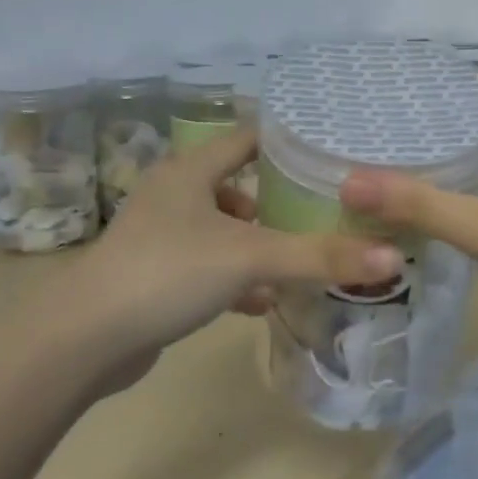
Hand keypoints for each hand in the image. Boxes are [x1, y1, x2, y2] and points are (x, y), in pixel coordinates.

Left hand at [22, 127, 399, 390]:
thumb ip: (320, 256)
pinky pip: (209, 266)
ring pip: (224, 229)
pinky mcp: (155, 275)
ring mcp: (161, 236)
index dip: (288, 143)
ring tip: (301, 257)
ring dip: (259, 242)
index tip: (332, 155)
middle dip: (279, 200)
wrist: (85, 340)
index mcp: (191, 170)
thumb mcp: (251, 257)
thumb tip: (393, 257)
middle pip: (238, 184)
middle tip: (326, 210)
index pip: (248, 138)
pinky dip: (237, 277)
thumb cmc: (168, 273)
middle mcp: (174, 194)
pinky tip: (263, 300)